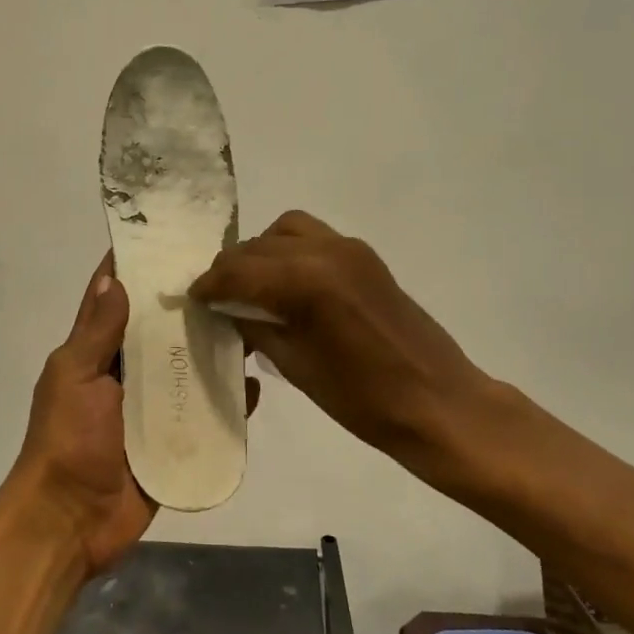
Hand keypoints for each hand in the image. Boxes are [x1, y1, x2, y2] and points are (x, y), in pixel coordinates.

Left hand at [1, 254, 257, 578]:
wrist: (69, 521)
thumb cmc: (66, 441)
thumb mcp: (75, 377)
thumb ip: (97, 332)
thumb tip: (115, 276)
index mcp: (96, 352)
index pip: (116, 298)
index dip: (136, 267)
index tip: (168, 235)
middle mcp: (126, 373)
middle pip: (161, 330)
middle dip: (187, 305)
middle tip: (230, 276)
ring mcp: (151, 407)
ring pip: (188, 368)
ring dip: (213, 350)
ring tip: (252, 322)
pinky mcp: (173, 440)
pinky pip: (206, 414)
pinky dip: (228, 401)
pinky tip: (255, 386)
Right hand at [191, 212, 495, 467]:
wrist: (439, 403)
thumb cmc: (363, 399)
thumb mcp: (295, 367)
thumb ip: (256, 327)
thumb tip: (227, 310)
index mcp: (306, 280)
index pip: (239, 270)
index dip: (210, 285)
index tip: (193, 298)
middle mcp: (325, 251)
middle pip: (258, 246)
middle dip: (231, 268)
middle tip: (217, 297)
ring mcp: (349, 249)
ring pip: (285, 230)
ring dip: (260, 252)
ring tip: (251, 285)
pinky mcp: (365, 257)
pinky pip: (313, 237)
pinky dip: (289, 251)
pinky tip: (286, 283)